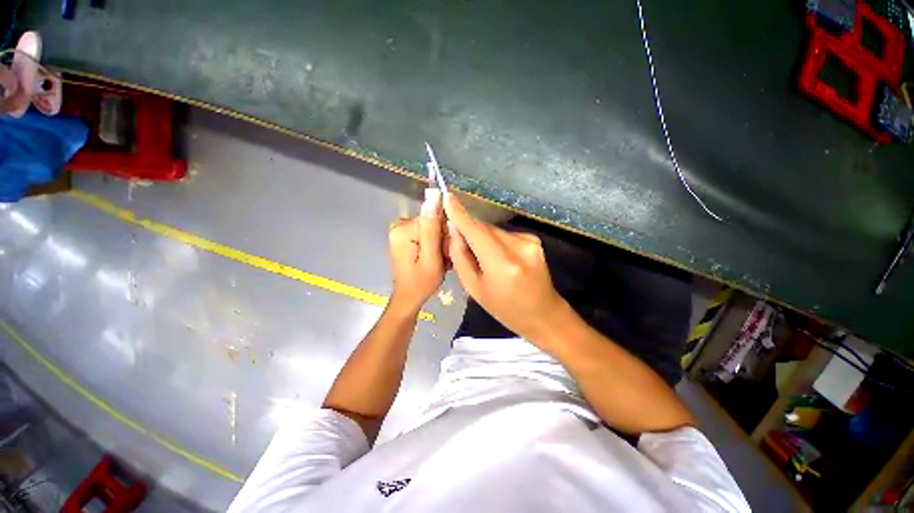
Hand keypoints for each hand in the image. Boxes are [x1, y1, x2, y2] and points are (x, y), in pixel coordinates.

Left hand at [388, 190, 445, 311]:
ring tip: (440, 260)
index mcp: (404, 229)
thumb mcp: (431, 257)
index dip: (446, 233)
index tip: (447, 251)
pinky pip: (426, 233)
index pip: (435, 217)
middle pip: (433, 222)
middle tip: (443, 258)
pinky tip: (435, 257)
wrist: (409, 297)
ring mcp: (401, 230)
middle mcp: (400, 225)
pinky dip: (434, 244)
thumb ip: (432, 228)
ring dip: (440, 243)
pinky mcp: (404, 235)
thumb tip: (433, 196)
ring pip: (432, 228)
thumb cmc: (421, 282)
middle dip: (442, 239)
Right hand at [443, 193, 567, 342]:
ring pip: (494, 230)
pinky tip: (496, 256)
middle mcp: (519, 246)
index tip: (446, 196)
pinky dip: (495, 241)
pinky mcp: (534, 239)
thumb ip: (461, 256)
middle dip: (468, 230)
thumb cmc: (505, 308)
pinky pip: (505, 234)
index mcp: (502, 263)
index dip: (460, 213)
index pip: (476, 230)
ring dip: (482, 237)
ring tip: (480, 256)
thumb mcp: (475, 288)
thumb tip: (454, 230)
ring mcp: (530, 240)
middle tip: (456, 240)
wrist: (543, 314)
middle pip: (484, 228)